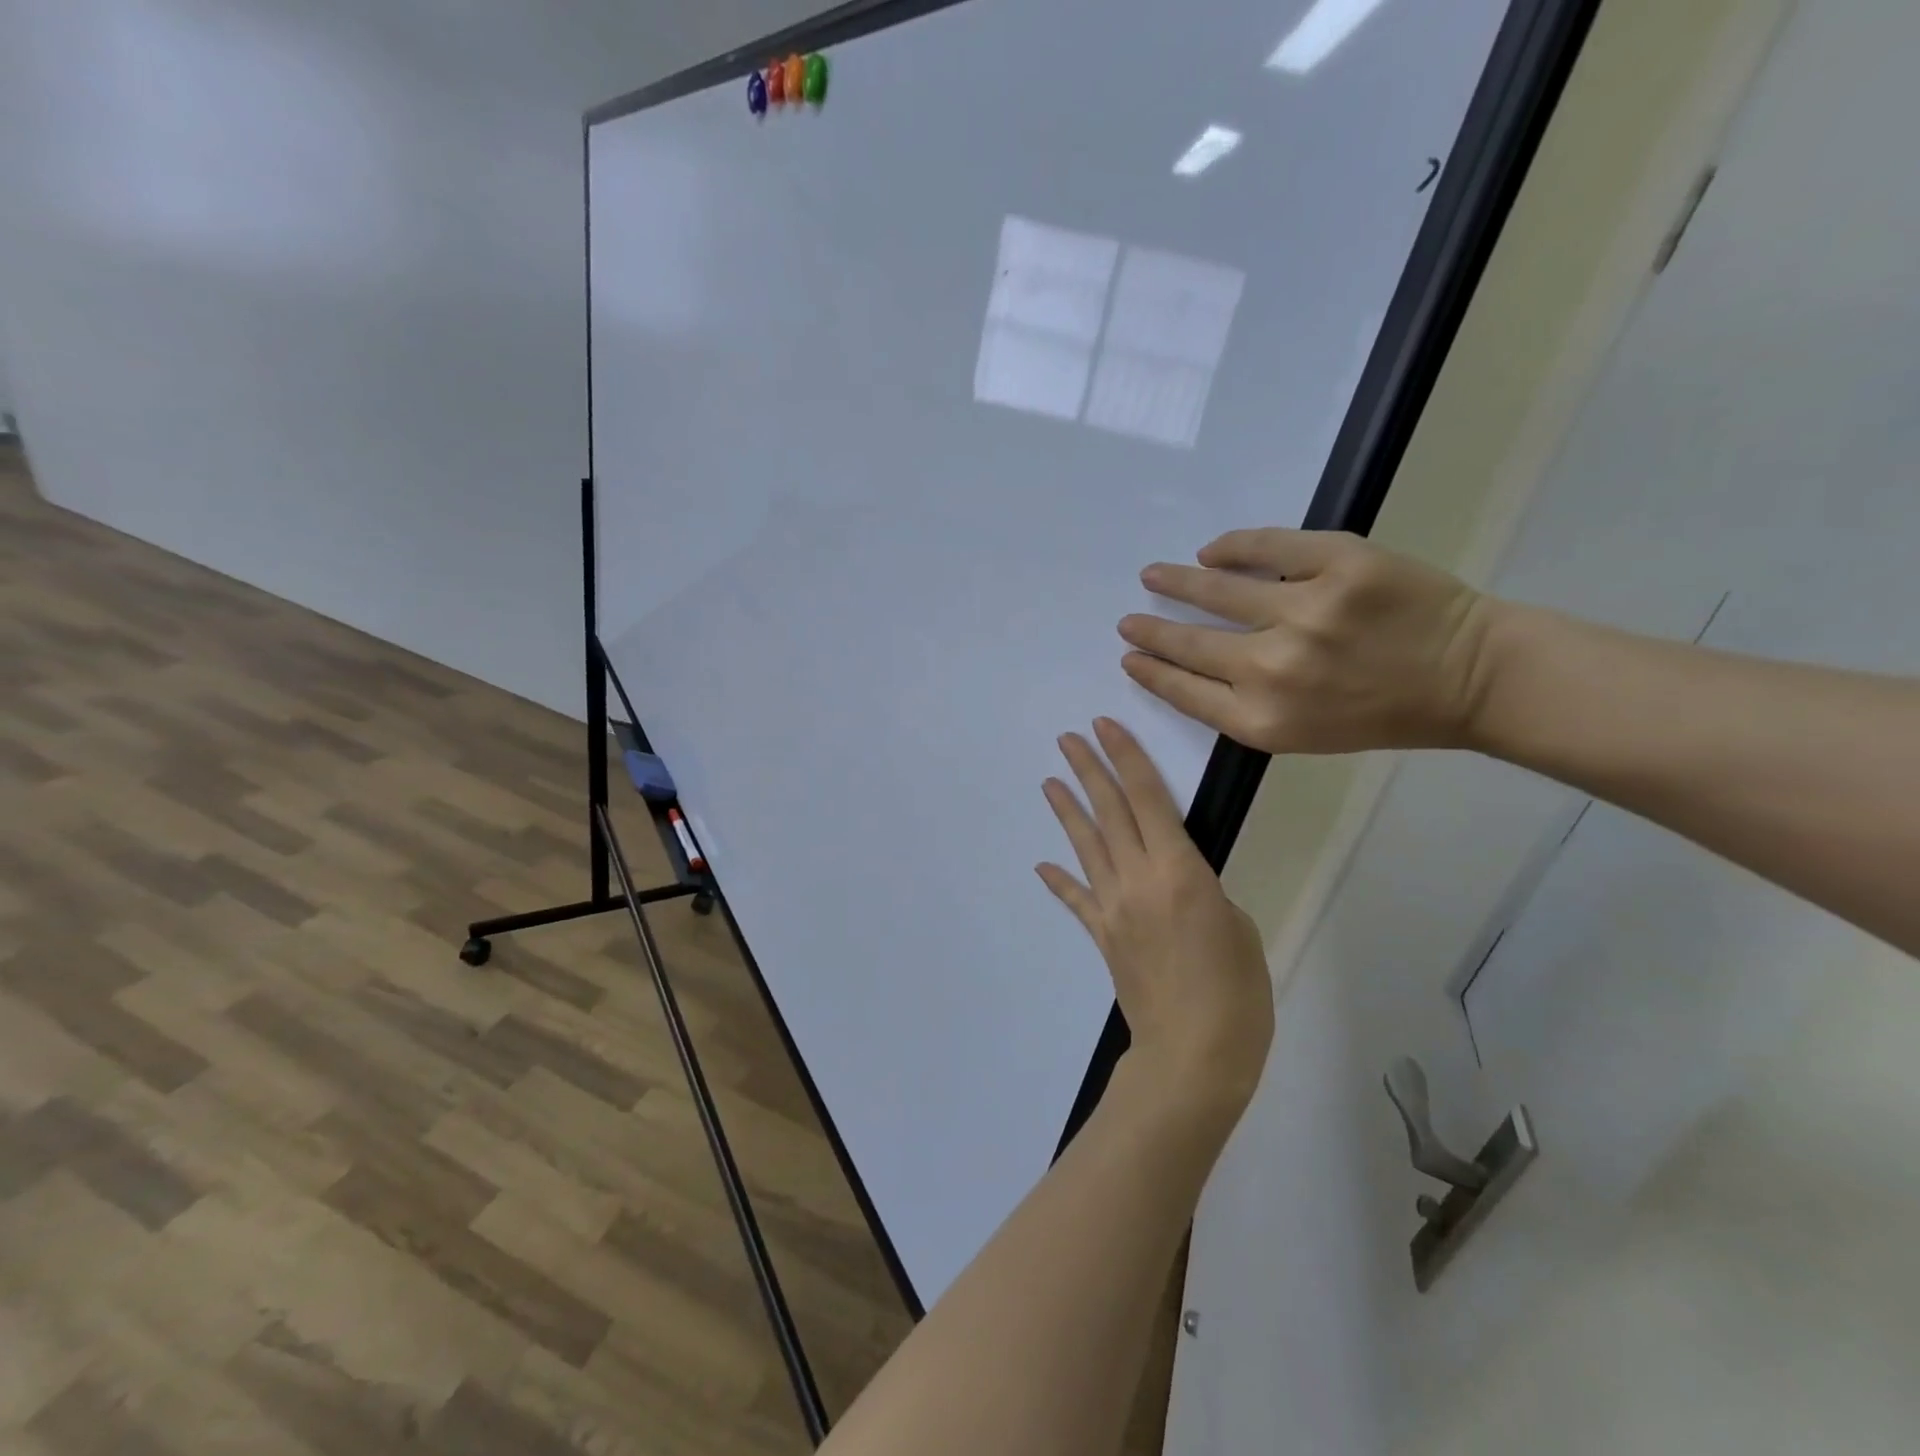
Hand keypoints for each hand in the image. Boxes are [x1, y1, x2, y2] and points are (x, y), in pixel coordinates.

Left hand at [1037, 719, 1273, 1116]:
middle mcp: (1138, 879)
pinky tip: (1043, 865)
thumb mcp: (1237, 927)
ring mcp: (1113, 908)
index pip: (1148, 799)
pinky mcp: (1102, 936)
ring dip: (1068, 812)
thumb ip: (1203, 892)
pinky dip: (1060, 881)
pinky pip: (1077, 901)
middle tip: (1068, 739)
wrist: (1192, 1054)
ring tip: (1050, 781)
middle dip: (1089, 771)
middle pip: (1109, 813)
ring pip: (1087, 847)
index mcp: (1179, 871)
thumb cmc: (1235, 991)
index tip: (1105, 727)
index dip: (1126, 758)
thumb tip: (1178, 884)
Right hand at [1118, 528, 1495, 753]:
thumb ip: (1243, 708)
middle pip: (1190, 643)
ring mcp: (1307, 611)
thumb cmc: (1381, 715)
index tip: (1129, 658)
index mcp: (1264, 719)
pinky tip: (1211, 551)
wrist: (1469, 677)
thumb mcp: (1302, 735)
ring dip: (1176, 582)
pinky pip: (1268, 546)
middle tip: (1128, 620)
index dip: (1150, 672)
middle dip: (1151, 631)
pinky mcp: (1340, 564)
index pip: (1184, 690)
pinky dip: (1232, 547)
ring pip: (1219, 589)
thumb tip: (1190, 667)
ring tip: (1153, 576)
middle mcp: (1274, 668)